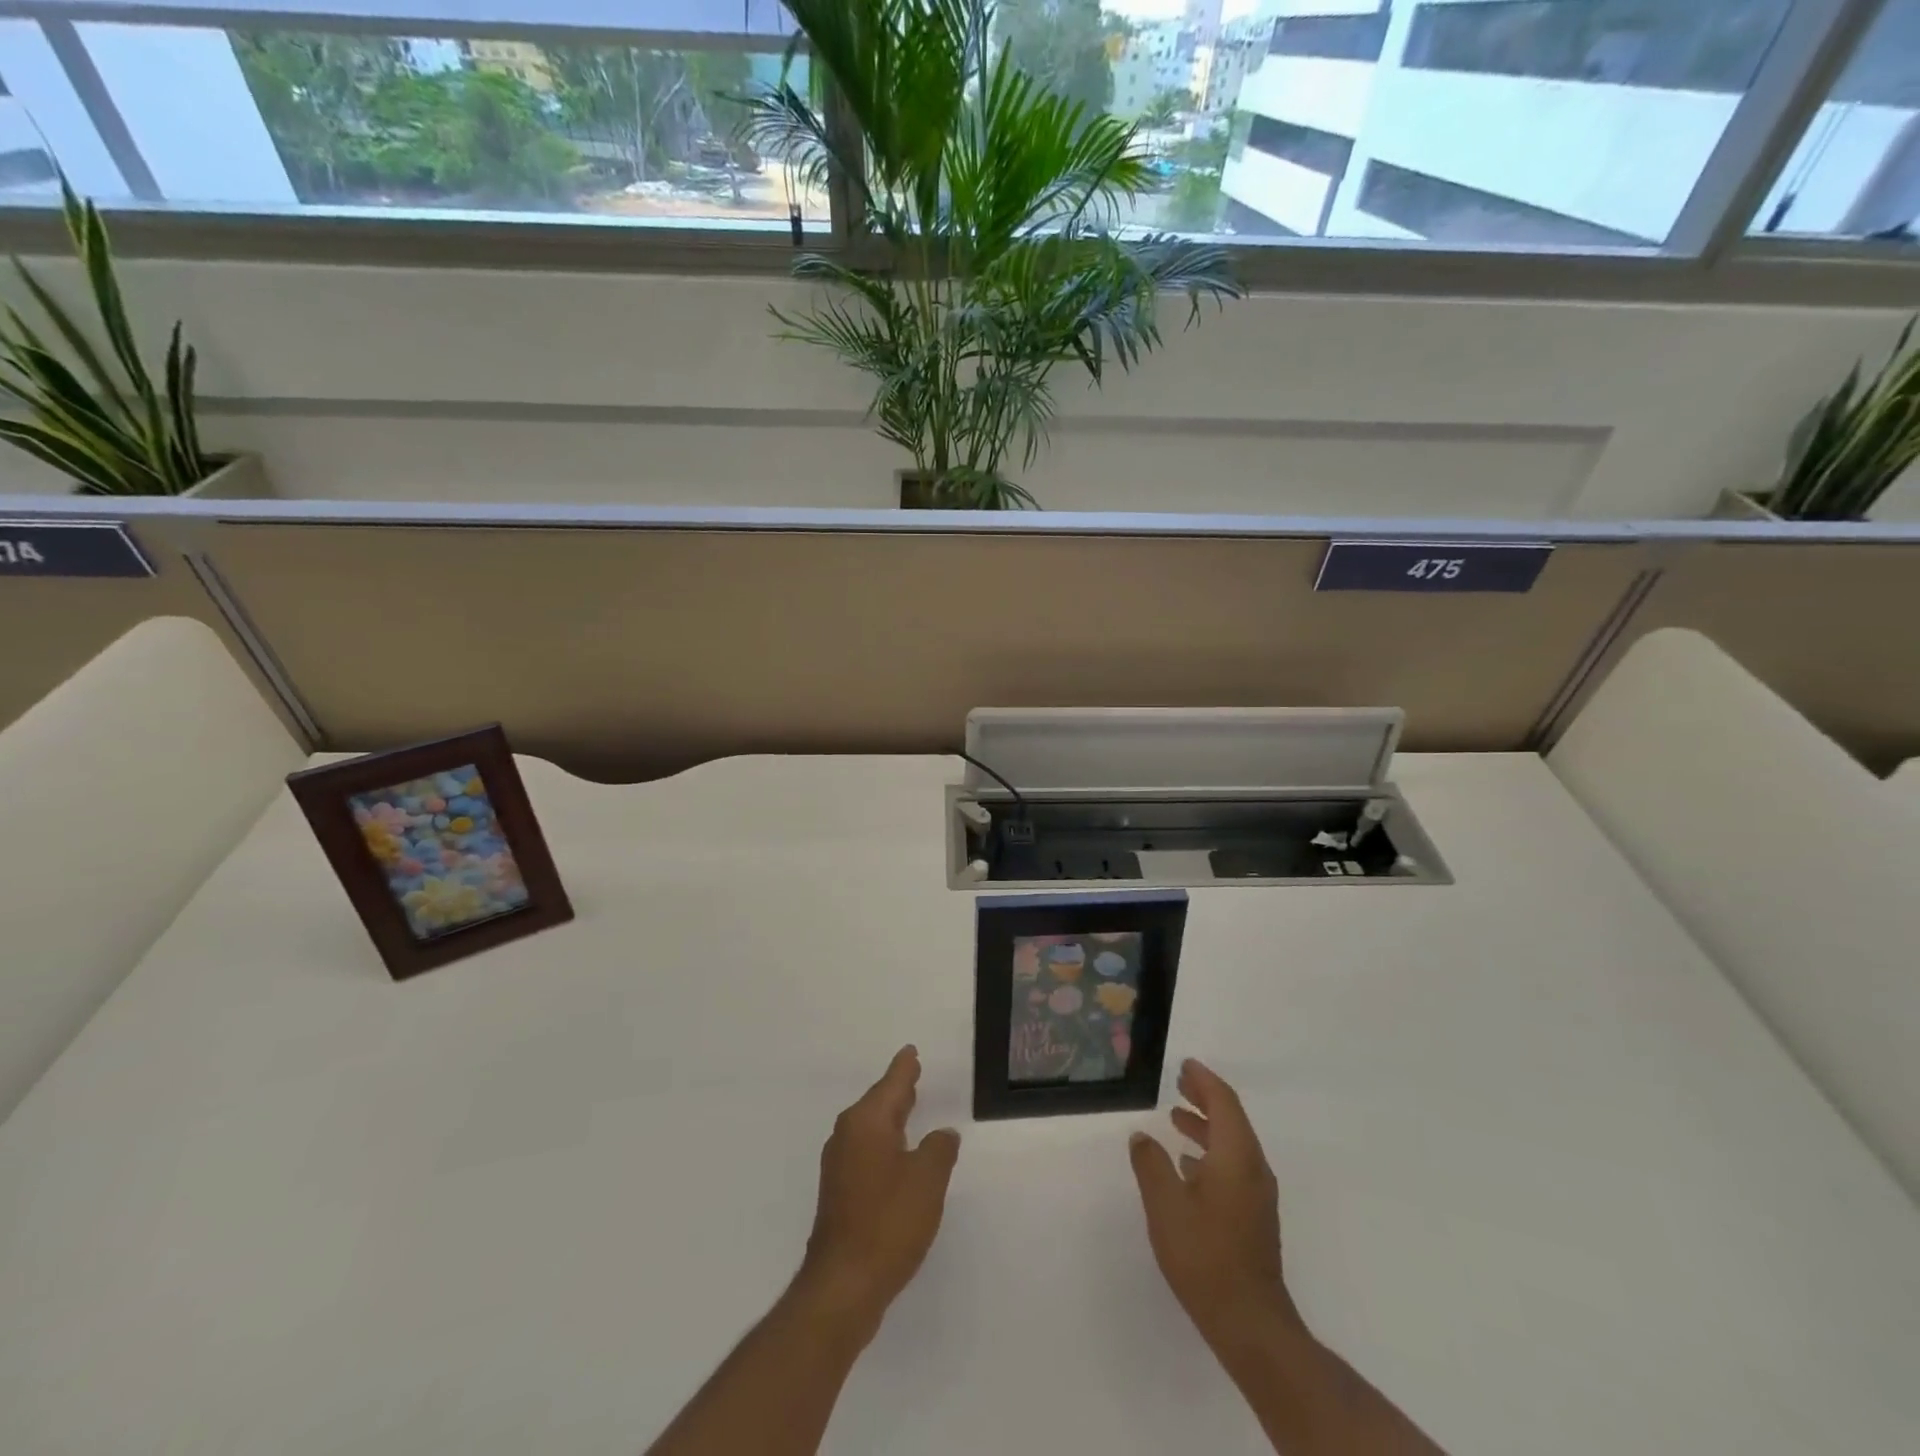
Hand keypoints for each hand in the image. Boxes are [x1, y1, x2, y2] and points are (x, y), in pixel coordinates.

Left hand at [797, 1046, 960, 1340]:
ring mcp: (840, 1166)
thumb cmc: (888, 1222)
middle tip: (914, 1073)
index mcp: (867, 1122)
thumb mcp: (927, 1180)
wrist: (843, 1285)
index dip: (904, 1068)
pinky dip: (885, 1144)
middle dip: (897, 1090)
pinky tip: (898, 1155)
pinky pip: (867, 1151)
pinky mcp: (840, 1193)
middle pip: (878, 1103)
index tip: (911, 1051)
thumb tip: (942, 1134)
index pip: (891, 1084)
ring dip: (891, 1118)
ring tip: (910, 1107)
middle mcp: (848, 1136)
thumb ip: (939, 1149)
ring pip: (871, 1128)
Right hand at [1129, 1058, 1303, 1349]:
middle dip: (1205, 1098)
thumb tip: (1142, 1136)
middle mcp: (1253, 1168)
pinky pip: (1233, 1165)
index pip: (1224, 1103)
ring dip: (1206, 1125)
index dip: (1204, 1080)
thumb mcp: (1165, 1205)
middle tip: (1179, 1082)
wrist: (1250, 1323)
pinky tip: (1188, 1165)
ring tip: (1176, 1118)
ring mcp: (1257, 1195)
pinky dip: (1211, 1151)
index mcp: (1236, 1156)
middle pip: (1231, 1119)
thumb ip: (1151, 1164)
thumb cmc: (1205, 1256)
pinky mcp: (1254, 1216)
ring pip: (1232, 1144)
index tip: (1184, 1065)